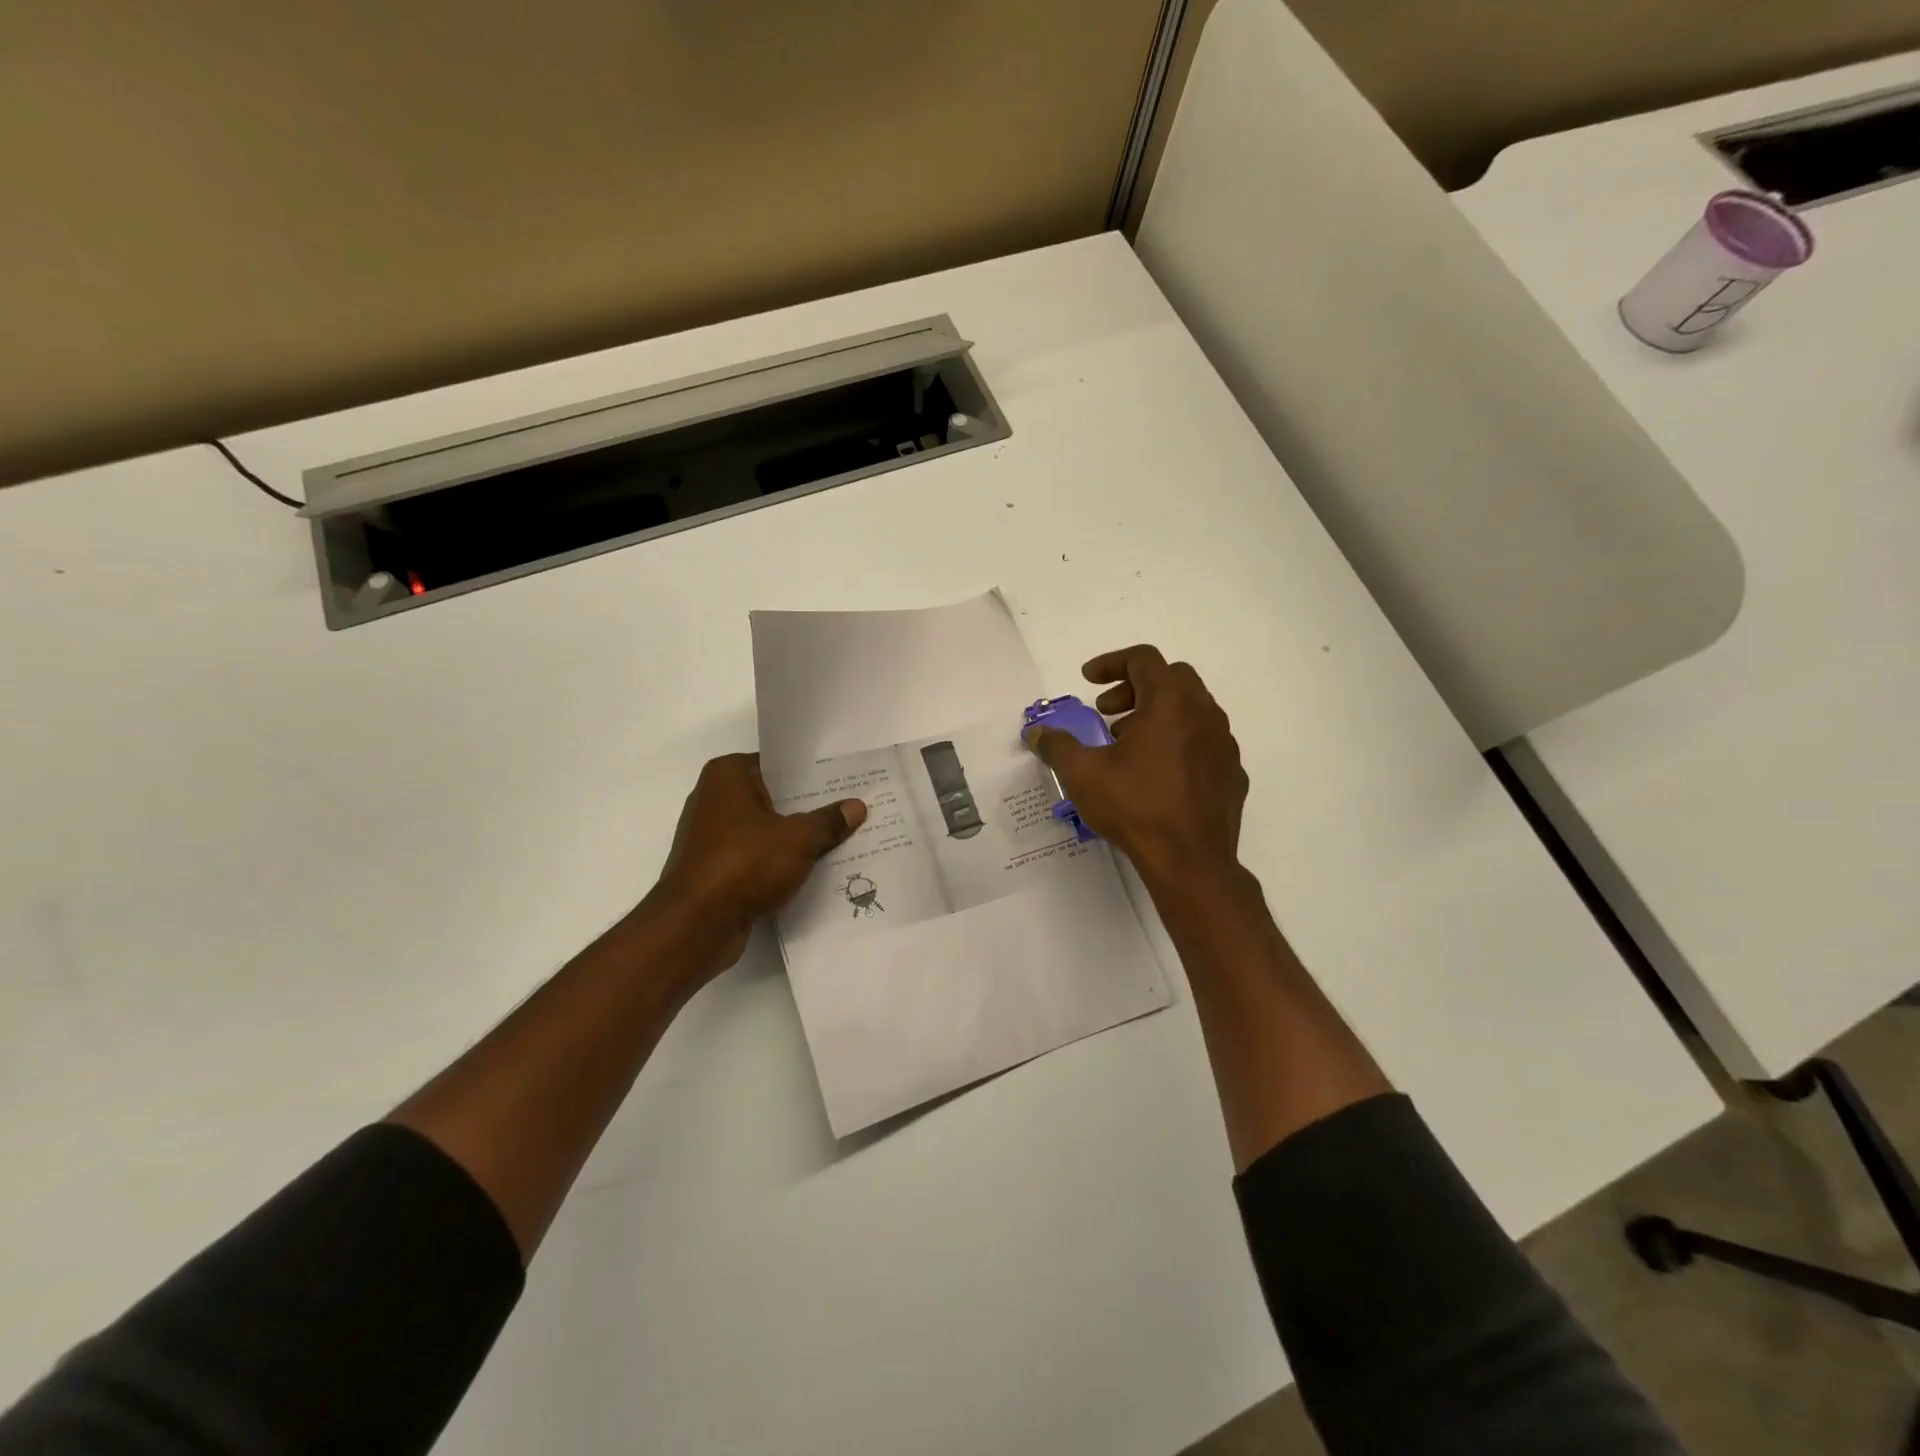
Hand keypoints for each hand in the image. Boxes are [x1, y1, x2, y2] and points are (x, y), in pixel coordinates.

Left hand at [650, 753, 866, 979]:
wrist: (695, 926)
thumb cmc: (744, 864)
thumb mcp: (799, 839)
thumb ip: (828, 821)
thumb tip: (856, 807)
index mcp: (727, 775)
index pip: (779, 764)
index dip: (813, 772)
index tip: (845, 778)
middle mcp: (714, 799)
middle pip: (774, 796)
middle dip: (809, 806)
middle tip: (853, 807)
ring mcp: (712, 836)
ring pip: (767, 829)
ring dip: (796, 838)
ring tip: (841, 837)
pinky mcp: (715, 869)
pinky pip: (757, 857)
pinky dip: (780, 862)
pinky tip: (814, 869)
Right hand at [1025, 646, 1246, 888]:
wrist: (1191, 860)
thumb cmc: (1136, 807)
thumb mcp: (1083, 774)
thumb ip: (1057, 746)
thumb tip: (1036, 733)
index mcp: (1170, 702)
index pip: (1143, 658)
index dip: (1111, 662)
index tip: (1088, 681)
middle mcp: (1204, 712)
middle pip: (1171, 677)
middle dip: (1134, 686)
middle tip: (1106, 710)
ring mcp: (1224, 742)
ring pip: (1191, 708)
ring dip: (1157, 713)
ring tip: (1128, 743)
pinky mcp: (1232, 771)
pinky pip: (1204, 740)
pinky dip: (1179, 740)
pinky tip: (1158, 771)